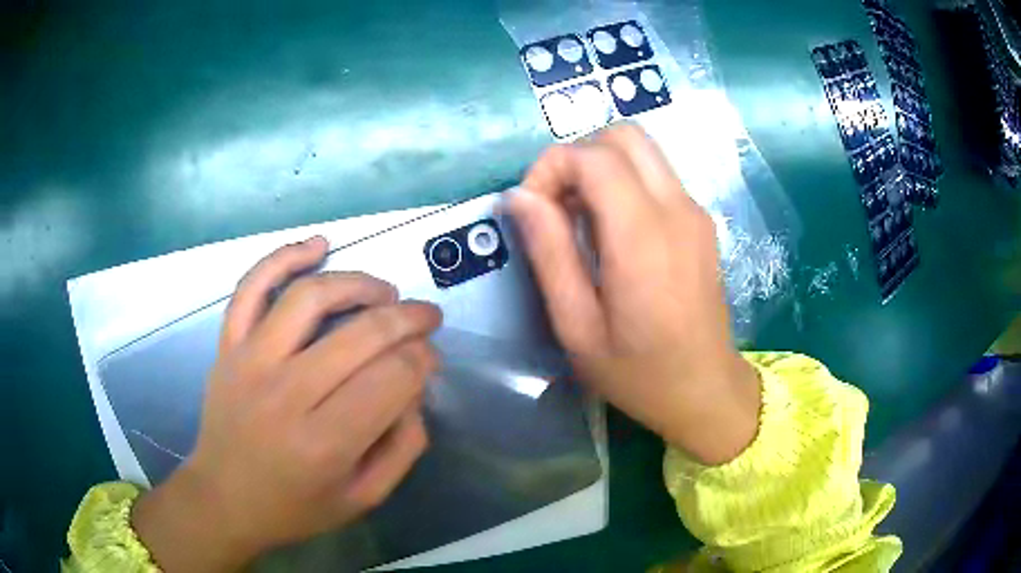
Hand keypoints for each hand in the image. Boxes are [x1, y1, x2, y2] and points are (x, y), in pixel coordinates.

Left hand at [132, 237, 441, 571]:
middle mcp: (287, 394)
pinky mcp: (228, 346)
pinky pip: (252, 286)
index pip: (393, 377)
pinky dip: (284, 256)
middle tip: (427, 317)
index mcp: (325, 443)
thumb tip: (415, 389)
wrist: (224, 499)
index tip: (430, 359)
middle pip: (362, 333)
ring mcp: (250, 361)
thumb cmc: (295, 507)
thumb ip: (403, 447)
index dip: (423, 359)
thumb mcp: (364, 498)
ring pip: (310, 296)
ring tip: (384, 292)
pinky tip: (317, 245)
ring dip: (359, 283)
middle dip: (408, 318)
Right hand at [508, 124, 760, 464]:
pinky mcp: (701, 221)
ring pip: (642, 149)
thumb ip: (549, 254)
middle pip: (623, 135)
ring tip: (581, 219)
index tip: (533, 209)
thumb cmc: (638, 373)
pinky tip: (613, 230)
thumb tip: (520, 196)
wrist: (706, 390)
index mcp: (643, 237)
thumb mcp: (577, 327)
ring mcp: (695, 211)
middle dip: (578, 156)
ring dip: (601, 167)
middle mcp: (676, 209)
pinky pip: (657, 174)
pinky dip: (624, 181)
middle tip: (558, 206)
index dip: (551, 168)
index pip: (593, 156)